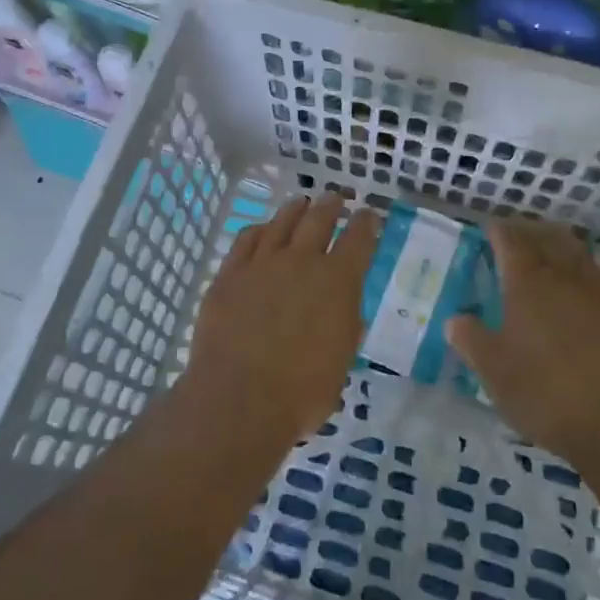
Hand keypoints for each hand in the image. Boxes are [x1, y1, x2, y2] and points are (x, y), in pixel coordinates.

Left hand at [180, 192, 380, 443]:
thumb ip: (344, 325)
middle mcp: (302, 261)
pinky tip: (261, 230)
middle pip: (319, 218)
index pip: (359, 238)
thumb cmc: (302, 393)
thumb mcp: (341, 360)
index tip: (368, 215)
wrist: (239, 400)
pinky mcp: (230, 273)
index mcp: (338, 281)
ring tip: (302, 203)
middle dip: (332, 205)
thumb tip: (342, 309)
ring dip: (296, 209)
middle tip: (336, 199)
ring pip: (282, 221)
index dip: (366, 223)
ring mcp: (262, 263)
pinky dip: (259, 229)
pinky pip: (246, 239)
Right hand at [448, 219, 599, 460]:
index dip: (497, 230)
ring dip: (557, 243)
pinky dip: (585, 267)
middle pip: (545, 235)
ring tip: (547, 254)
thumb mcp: (493, 370)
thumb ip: (470, 339)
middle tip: (514, 238)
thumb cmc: (544, 392)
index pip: (509, 238)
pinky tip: (583, 283)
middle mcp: (563, 273)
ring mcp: (598, 288)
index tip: (487, 231)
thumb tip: (456, 319)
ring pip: (576, 249)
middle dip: (527, 230)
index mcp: (526, 280)